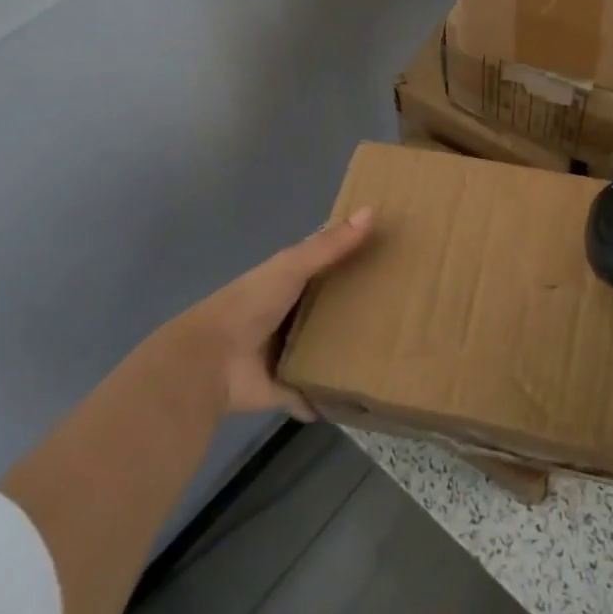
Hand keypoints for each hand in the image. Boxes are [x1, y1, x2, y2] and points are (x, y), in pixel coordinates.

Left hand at [168, 207, 373, 420]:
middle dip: (355, 311)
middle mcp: (287, 317)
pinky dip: (326, 401)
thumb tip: (372, 211)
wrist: (210, 361)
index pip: (325, 268)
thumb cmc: (251, 304)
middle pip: (327, 311)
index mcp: (287, 284)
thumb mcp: (291, 267)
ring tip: (389, 354)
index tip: (390, 260)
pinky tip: (355, 402)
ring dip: (344, 354)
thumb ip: (329, 245)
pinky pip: (312, 395)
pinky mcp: (284, 389)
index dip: (352, 262)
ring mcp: (285, 355)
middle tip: (401, 312)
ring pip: (322, 352)